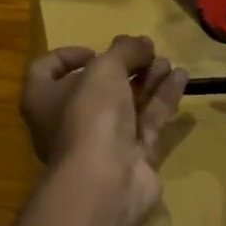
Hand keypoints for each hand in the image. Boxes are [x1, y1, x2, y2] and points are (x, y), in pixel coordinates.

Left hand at [19, 36, 188, 219]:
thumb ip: (124, 50)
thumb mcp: (105, 69)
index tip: (97, 51)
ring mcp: (100, 141)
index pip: (47, 70)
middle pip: (95, 86)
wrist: (105, 182)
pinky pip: (147, 121)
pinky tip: (182, 77)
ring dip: (146, 79)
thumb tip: (141, 43)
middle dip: (123, 66)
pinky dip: (162, 98)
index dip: (69, 56)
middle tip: (146, 51)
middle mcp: (67, 120)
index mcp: (43, 98)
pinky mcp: (130, 157)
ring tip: (167, 61)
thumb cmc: (89, 114)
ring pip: (125, 103)